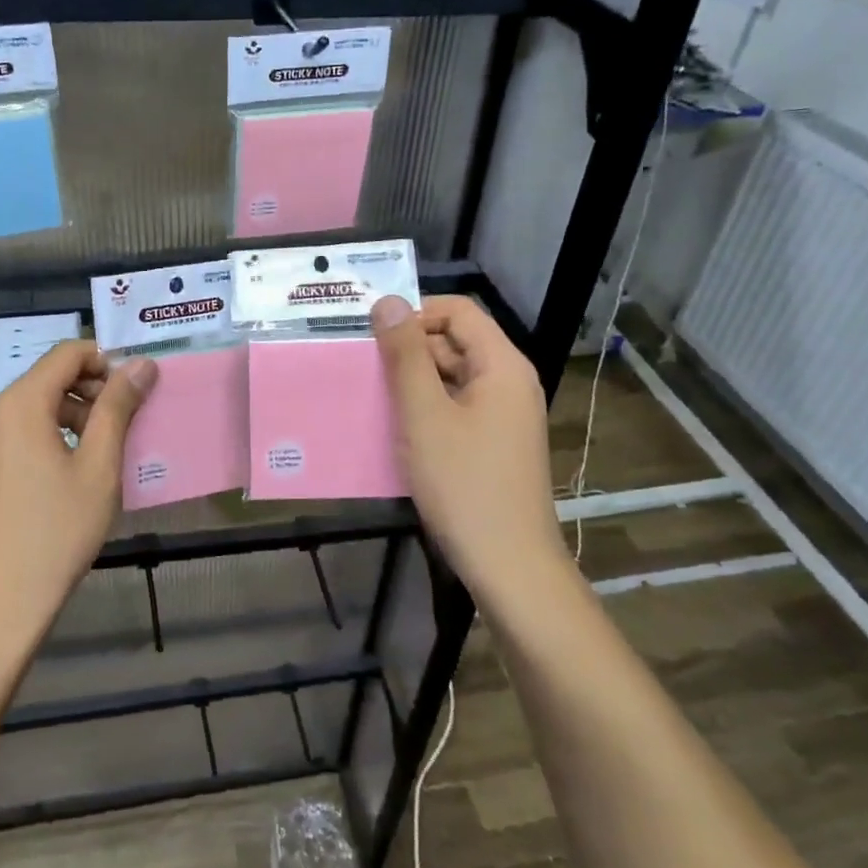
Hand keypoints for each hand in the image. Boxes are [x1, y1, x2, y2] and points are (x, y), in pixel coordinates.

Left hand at [0, 341, 156, 659]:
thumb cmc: (54, 533)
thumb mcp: (98, 468)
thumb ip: (118, 408)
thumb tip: (140, 364)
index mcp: (19, 404)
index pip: (67, 353)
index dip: (107, 360)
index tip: (138, 388)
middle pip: (49, 378)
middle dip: (93, 389)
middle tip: (129, 423)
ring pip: (35, 406)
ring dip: (75, 415)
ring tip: (107, 452)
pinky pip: (19, 433)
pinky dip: (51, 436)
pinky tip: (74, 474)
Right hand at [371, 295, 564, 601]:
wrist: (508, 566)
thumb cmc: (465, 485)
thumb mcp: (424, 415)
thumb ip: (405, 356)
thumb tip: (387, 301)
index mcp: (502, 366)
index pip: (458, 312)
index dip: (414, 313)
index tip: (371, 334)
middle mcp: (508, 382)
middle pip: (455, 342)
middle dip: (407, 348)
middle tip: (359, 365)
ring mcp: (502, 416)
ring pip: (451, 377)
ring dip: (412, 381)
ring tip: (368, 394)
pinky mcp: (492, 444)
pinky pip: (454, 408)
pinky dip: (424, 409)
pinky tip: (392, 427)